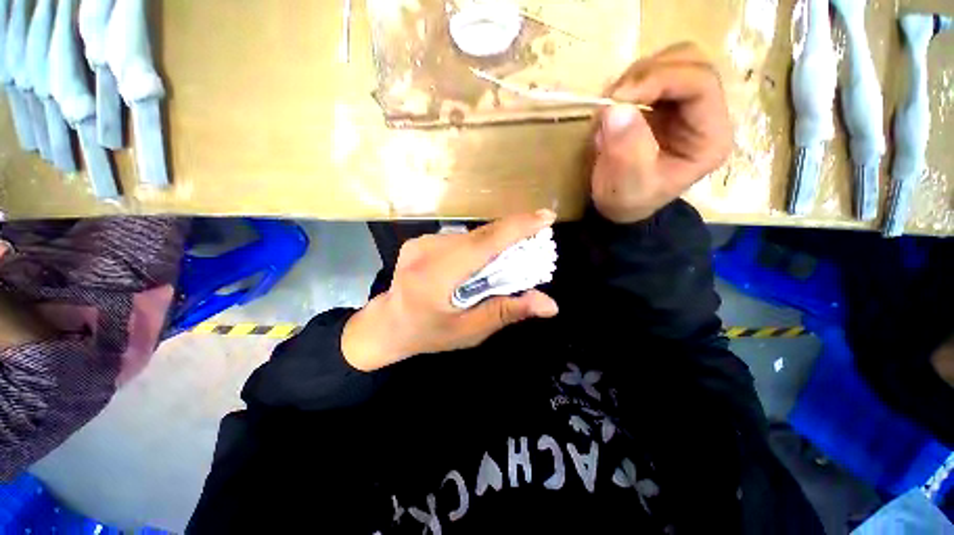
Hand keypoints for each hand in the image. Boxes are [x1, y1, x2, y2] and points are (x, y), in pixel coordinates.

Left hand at [342, 211, 559, 371]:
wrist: (388, 325)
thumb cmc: (429, 334)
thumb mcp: (470, 331)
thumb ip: (507, 312)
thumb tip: (550, 304)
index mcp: (437, 276)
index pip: (483, 244)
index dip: (517, 228)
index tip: (546, 217)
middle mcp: (426, 251)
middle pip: (480, 236)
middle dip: (513, 236)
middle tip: (537, 242)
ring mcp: (421, 242)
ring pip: (471, 236)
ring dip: (495, 243)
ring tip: (512, 256)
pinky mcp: (420, 240)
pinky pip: (459, 238)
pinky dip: (478, 246)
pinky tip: (482, 260)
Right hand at [592, 42, 732, 222]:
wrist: (621, 205)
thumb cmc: (628, 200)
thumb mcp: (627, 185)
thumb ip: (626, 150)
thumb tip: (614, 109)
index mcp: (710, 136)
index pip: (700, 83)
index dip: (660, 80)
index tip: (618, 98)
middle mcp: (705, 113)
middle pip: (690, 62)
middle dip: (647, 73)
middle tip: (613, 98)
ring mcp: (684, 105)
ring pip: (670, 61)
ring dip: (635, 77)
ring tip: (610, 106)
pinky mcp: (663, 103)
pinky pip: (650, 75)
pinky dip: (628, 84)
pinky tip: (613, 106)